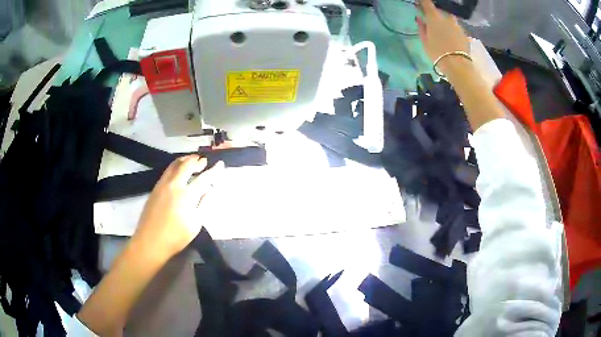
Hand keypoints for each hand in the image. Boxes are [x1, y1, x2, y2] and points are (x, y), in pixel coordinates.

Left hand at [132, 155, 224, 259]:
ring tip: (192, 160)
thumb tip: (210, 191)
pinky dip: (176, 166)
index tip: (220, 164)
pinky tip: (178, 171)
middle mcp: (174, 185)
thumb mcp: (195, 224)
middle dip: (197, 161)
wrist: (150, 242)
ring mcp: (162, 185)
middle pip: (187, 165)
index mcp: (187, 196)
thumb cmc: (176, 237)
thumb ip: (204, 205)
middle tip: (204, 161)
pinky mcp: (155, 188)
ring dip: (185, 160)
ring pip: (174, 165)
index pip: (203, 178)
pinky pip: (167, 171)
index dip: (213, 170)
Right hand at [416, 0, 470, 73]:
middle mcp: (447, 17)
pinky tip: (451, 37)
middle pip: (440, 11)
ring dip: (445, 21)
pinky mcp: (464, 33)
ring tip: (443, 30)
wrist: (457, 65)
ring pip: (449, 19)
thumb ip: (422, 27)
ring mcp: (457, 25)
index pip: (427, 3)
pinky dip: (453, 29)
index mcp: (434, 17)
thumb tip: (420, 19)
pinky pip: (456, 28)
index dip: (422, 2)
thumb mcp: (425, 41)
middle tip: (431, 20)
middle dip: (435, 14)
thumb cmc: (437, 52)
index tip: (419, 3)